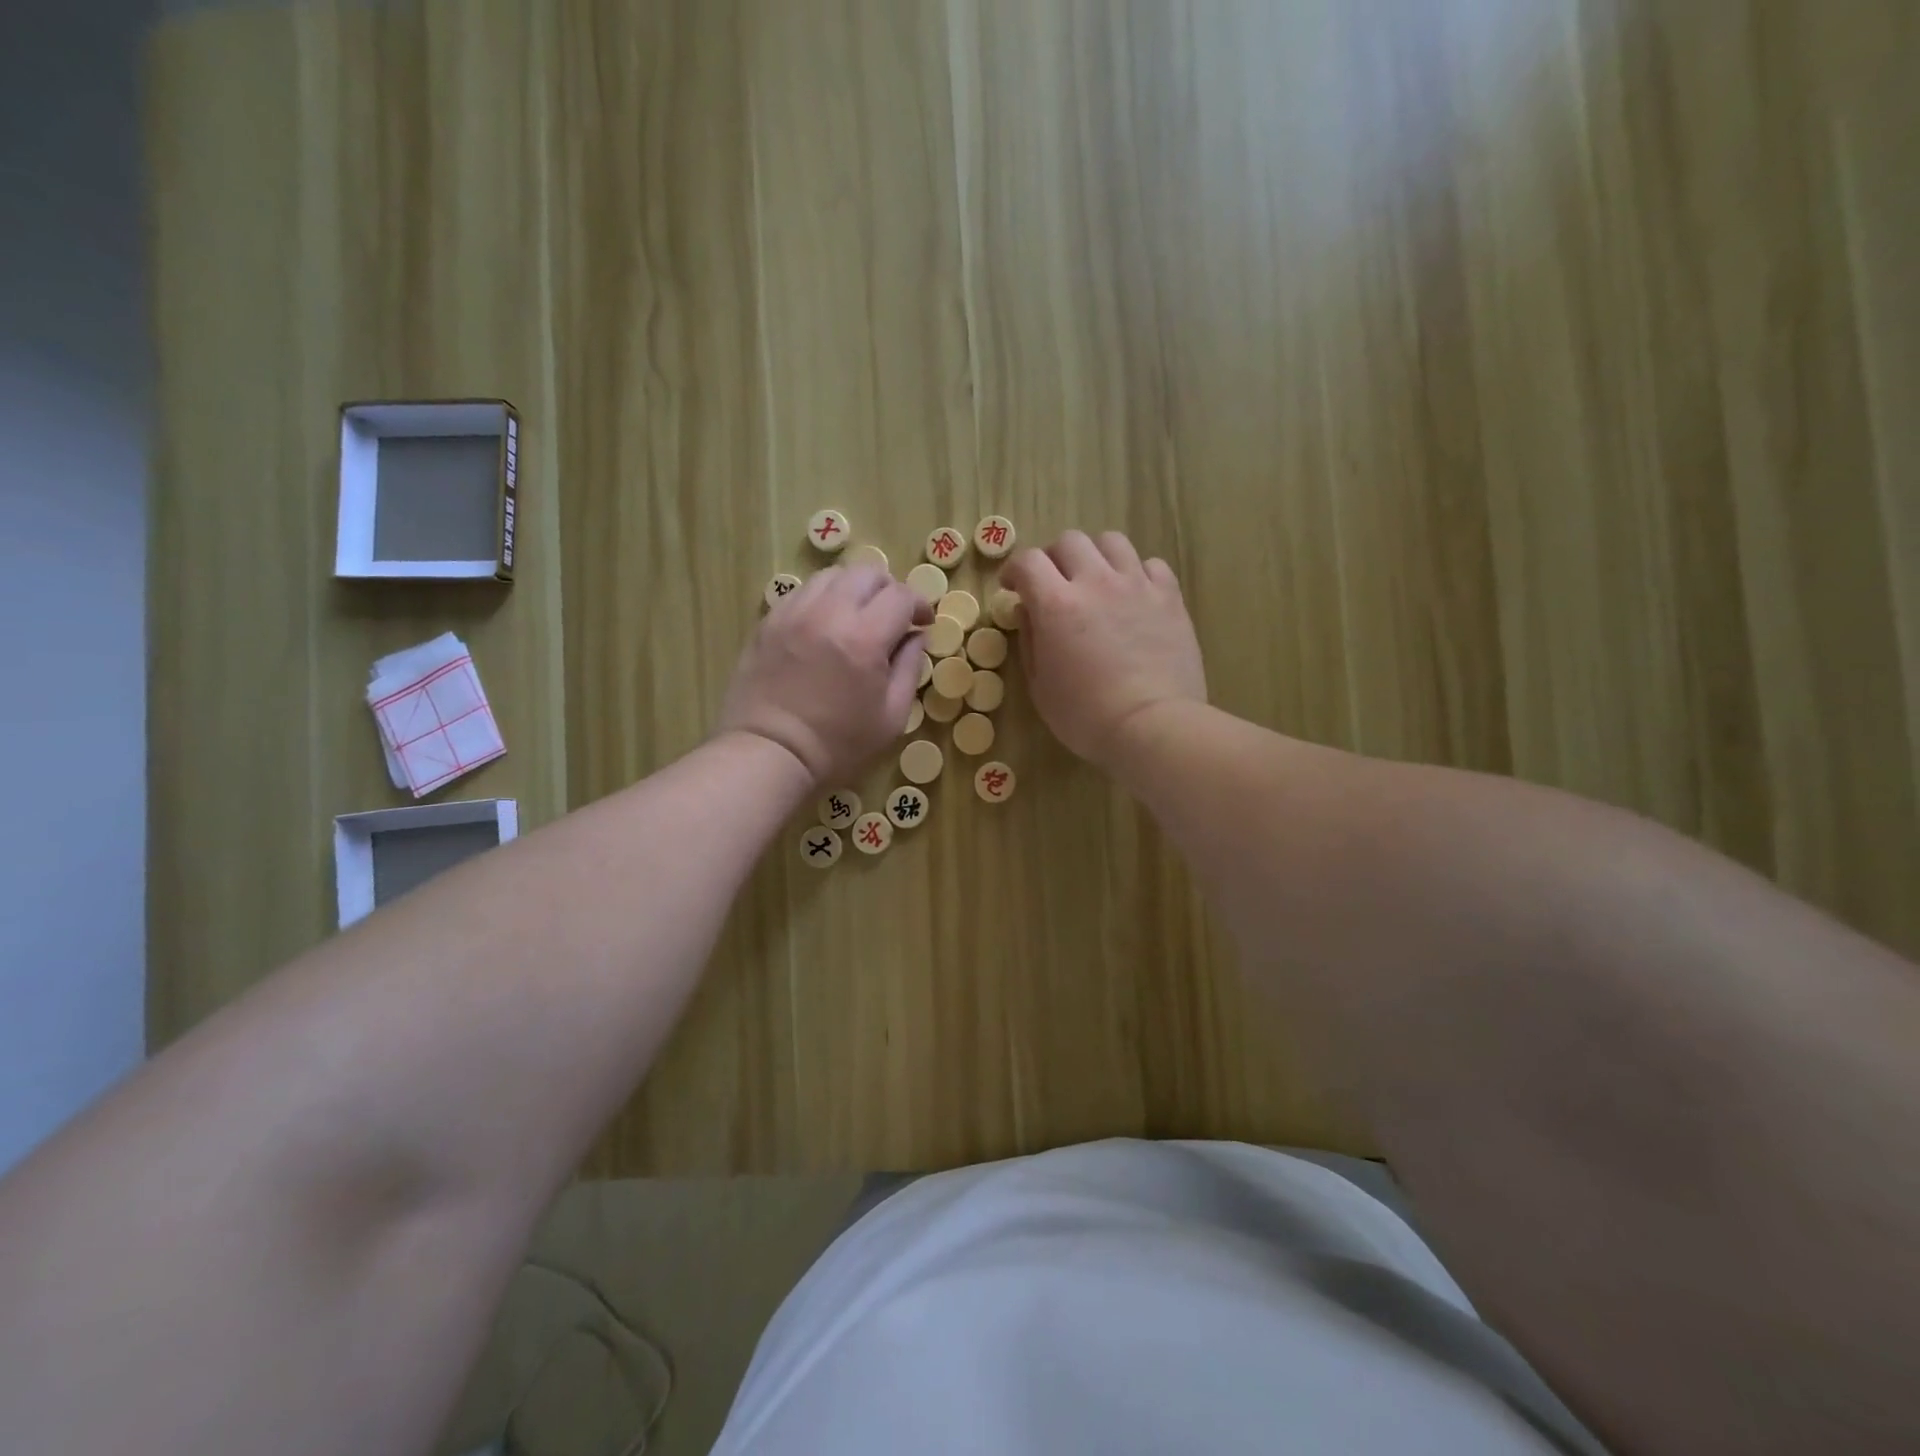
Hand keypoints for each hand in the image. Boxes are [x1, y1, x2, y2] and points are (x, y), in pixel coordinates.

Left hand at [718, 564, 931, 783]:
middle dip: (889, 589)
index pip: (901, 596)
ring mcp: (793, 613)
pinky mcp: (768, 622)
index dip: (920, 605)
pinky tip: (825, 626)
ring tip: (858, 616)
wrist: (769, 754)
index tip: (924, 622)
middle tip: (894, 616)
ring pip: (832, 576)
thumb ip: (909, 669)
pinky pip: (802, 593)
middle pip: (867, 573)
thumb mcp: (891, 716)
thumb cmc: (838, 745)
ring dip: (854, 589)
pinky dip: (823, 599)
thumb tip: (916, 637)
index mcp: (864, 638)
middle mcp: (828, 613)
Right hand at [1002, 530, 1206, 766]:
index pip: (1027, 561)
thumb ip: (1030, 640)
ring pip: (1112, 542)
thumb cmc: (1085, 715)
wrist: (1151, 726)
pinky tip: (1133, 594)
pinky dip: (1136, 572)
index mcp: (1056, 604)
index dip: (1014, 570)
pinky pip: (1151, 564)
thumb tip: (1028, 610)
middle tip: (1053, 583)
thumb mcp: (1040, 686)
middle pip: (1069, 541)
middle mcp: (1095, 582)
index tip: (1012, 587)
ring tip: (1095, 580)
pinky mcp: (1169, 597)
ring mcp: (1136, 585)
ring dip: (1095, 556)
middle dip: (1053, 558)